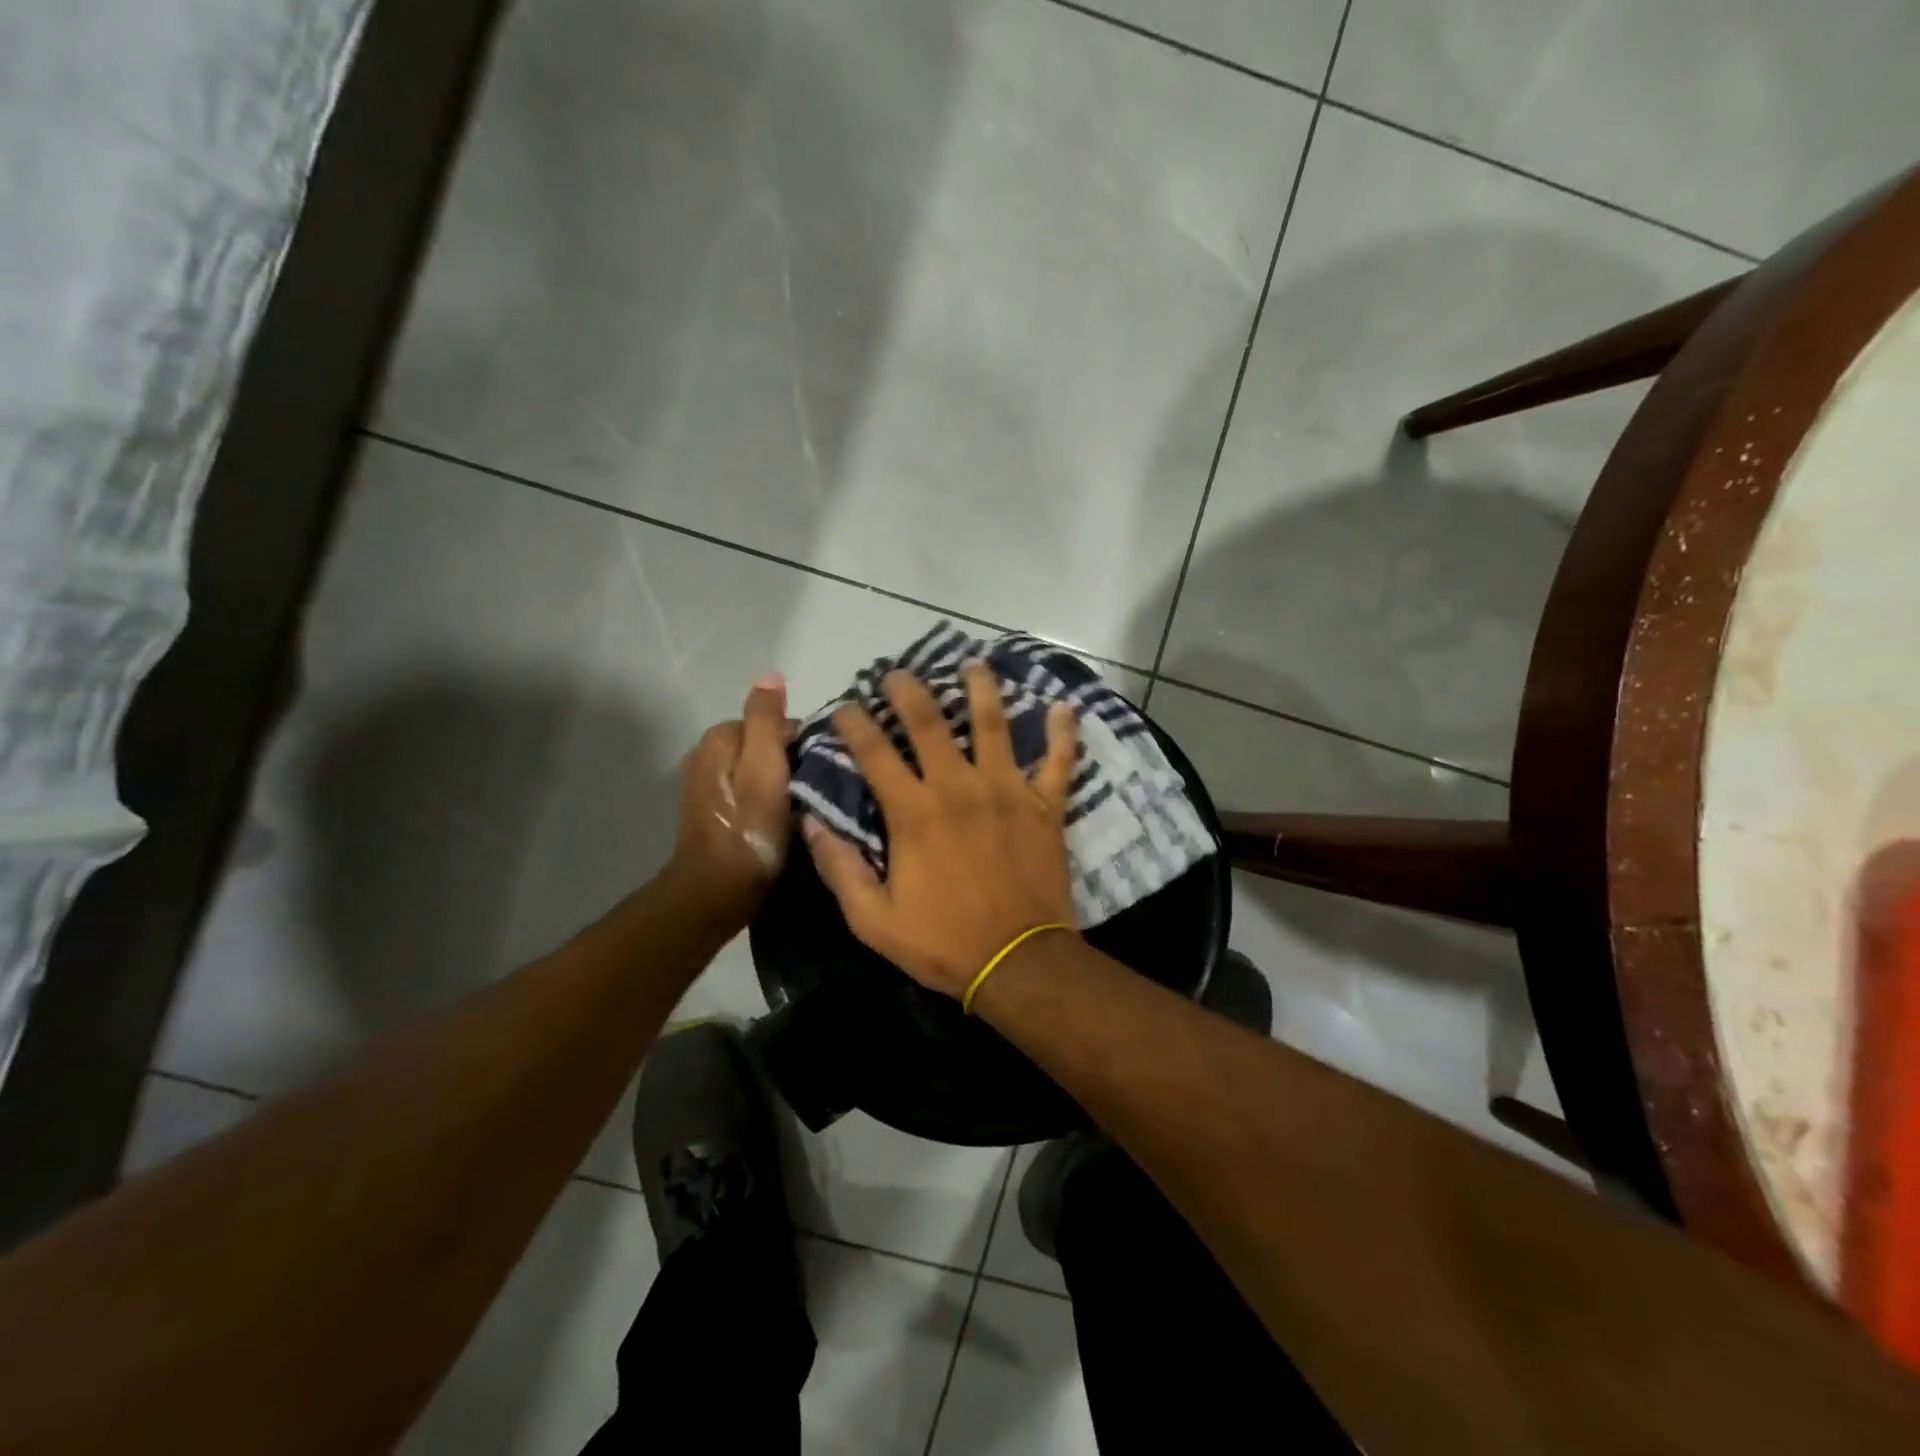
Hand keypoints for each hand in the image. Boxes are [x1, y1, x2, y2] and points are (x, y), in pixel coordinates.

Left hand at [670, 673, 792, 920]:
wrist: (717, 890)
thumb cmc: (749, 828)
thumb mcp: (766, 766)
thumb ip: (768, 719)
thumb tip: (771, 674)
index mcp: (719, 737)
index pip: (775, 722)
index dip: (803, 744)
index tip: (820, 771)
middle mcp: (705, 753)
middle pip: (765, 744)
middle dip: (790, 762)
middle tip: (813, 793)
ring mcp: (705, 784)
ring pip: (757, 769)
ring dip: (780, 782)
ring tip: (802, 807)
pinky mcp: (711, 811)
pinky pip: (748, 791)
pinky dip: (765, 800)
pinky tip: (779, 821)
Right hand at [802, 662, 1079, 997]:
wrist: (1018, 962)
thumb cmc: (943, 942)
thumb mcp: (873, 920)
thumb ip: (840, 868)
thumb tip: (810, 822)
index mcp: (914, 812)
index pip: (875, 752)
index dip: (854, 724)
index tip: (844, 708)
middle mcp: (958, 787)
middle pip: (930, 722)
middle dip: (909, 691)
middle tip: (899, 673)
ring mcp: (1007, 790)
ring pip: (994, 724)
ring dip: (982, 689)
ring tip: (974, 664)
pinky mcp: (1046, 805)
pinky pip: (1059, 761)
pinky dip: (1064, 733)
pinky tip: (1064, 706)